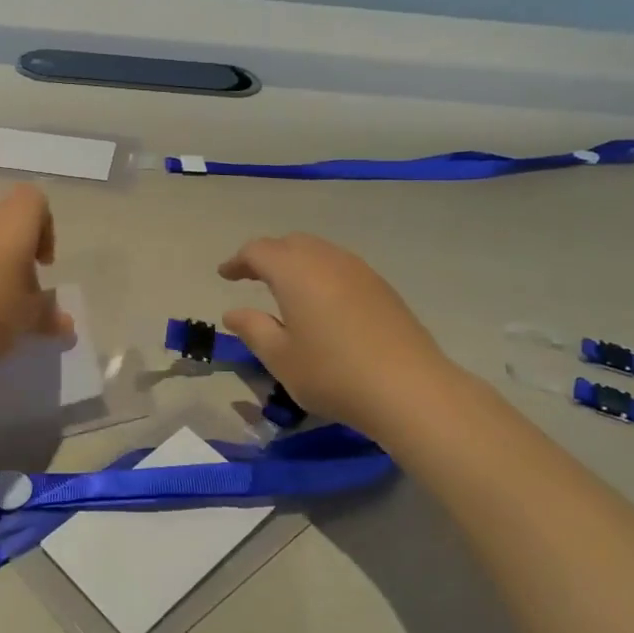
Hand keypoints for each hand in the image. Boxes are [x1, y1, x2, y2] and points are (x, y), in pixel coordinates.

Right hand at [219, 234, 461, 435]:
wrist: (409, 388)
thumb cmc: (332, 374)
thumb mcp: (281, 358)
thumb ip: (253, 329)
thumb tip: (233, 312)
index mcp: (295, 272)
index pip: (258, 251)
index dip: (238, 261)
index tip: (224, 275)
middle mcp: (327, 260)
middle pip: (290, 244)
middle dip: (266, 256)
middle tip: (250, 277)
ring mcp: (360, 271)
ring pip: (319, 251)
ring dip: (296, 262)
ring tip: (284, 288)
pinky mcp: (382, 288)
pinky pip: (341, 266)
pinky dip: (320, 274)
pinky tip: (321, 302)